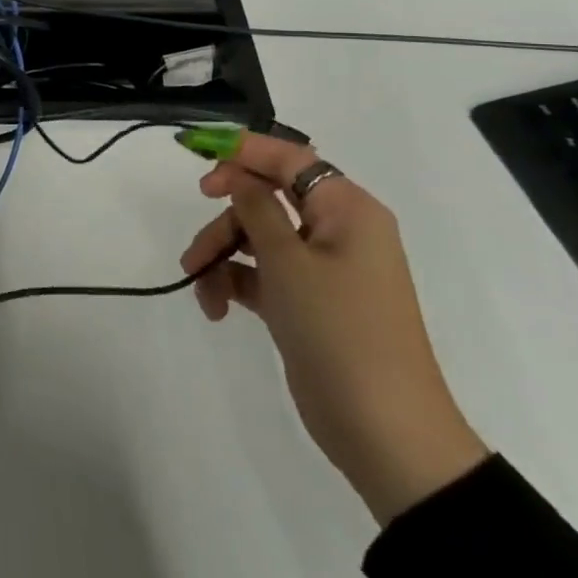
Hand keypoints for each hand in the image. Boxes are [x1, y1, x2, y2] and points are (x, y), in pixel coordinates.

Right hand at [180, 133, 488, 524]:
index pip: (290, 159)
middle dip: (224, 222)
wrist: (382, 427)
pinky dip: (233, 284)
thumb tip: (239, 175)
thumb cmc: (338, 328)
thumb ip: (256, 207)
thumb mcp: (287, 260)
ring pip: (256, 238)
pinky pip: (260, 274)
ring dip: (221, 256)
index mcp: (347, 211)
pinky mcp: (306, 301)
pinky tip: (216, 308)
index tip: (194, 155)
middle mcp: (337, 231)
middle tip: (195, 245)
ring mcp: (322, 269)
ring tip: (200, 287)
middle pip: (265, 200)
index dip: (242, 151)